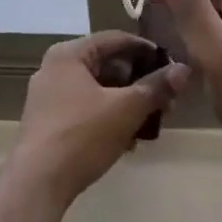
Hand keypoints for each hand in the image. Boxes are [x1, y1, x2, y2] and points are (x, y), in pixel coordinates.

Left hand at [9, 32, 191, 207]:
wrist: (37, 182)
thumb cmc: (82, 135)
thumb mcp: (126, 109)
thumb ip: (156, 87)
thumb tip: (184, 70)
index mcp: (68, 54)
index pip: (115, 39)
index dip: (146, 50)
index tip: (172, 67)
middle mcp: (54, 68)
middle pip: (107, 65)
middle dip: (139, 83)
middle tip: (165, 101)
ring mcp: (48, 96)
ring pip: (98, 90)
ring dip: (126, 103)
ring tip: (151, 124)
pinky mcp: (48, 122)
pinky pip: (86, 109)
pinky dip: (108, 117)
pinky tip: (128, 140)